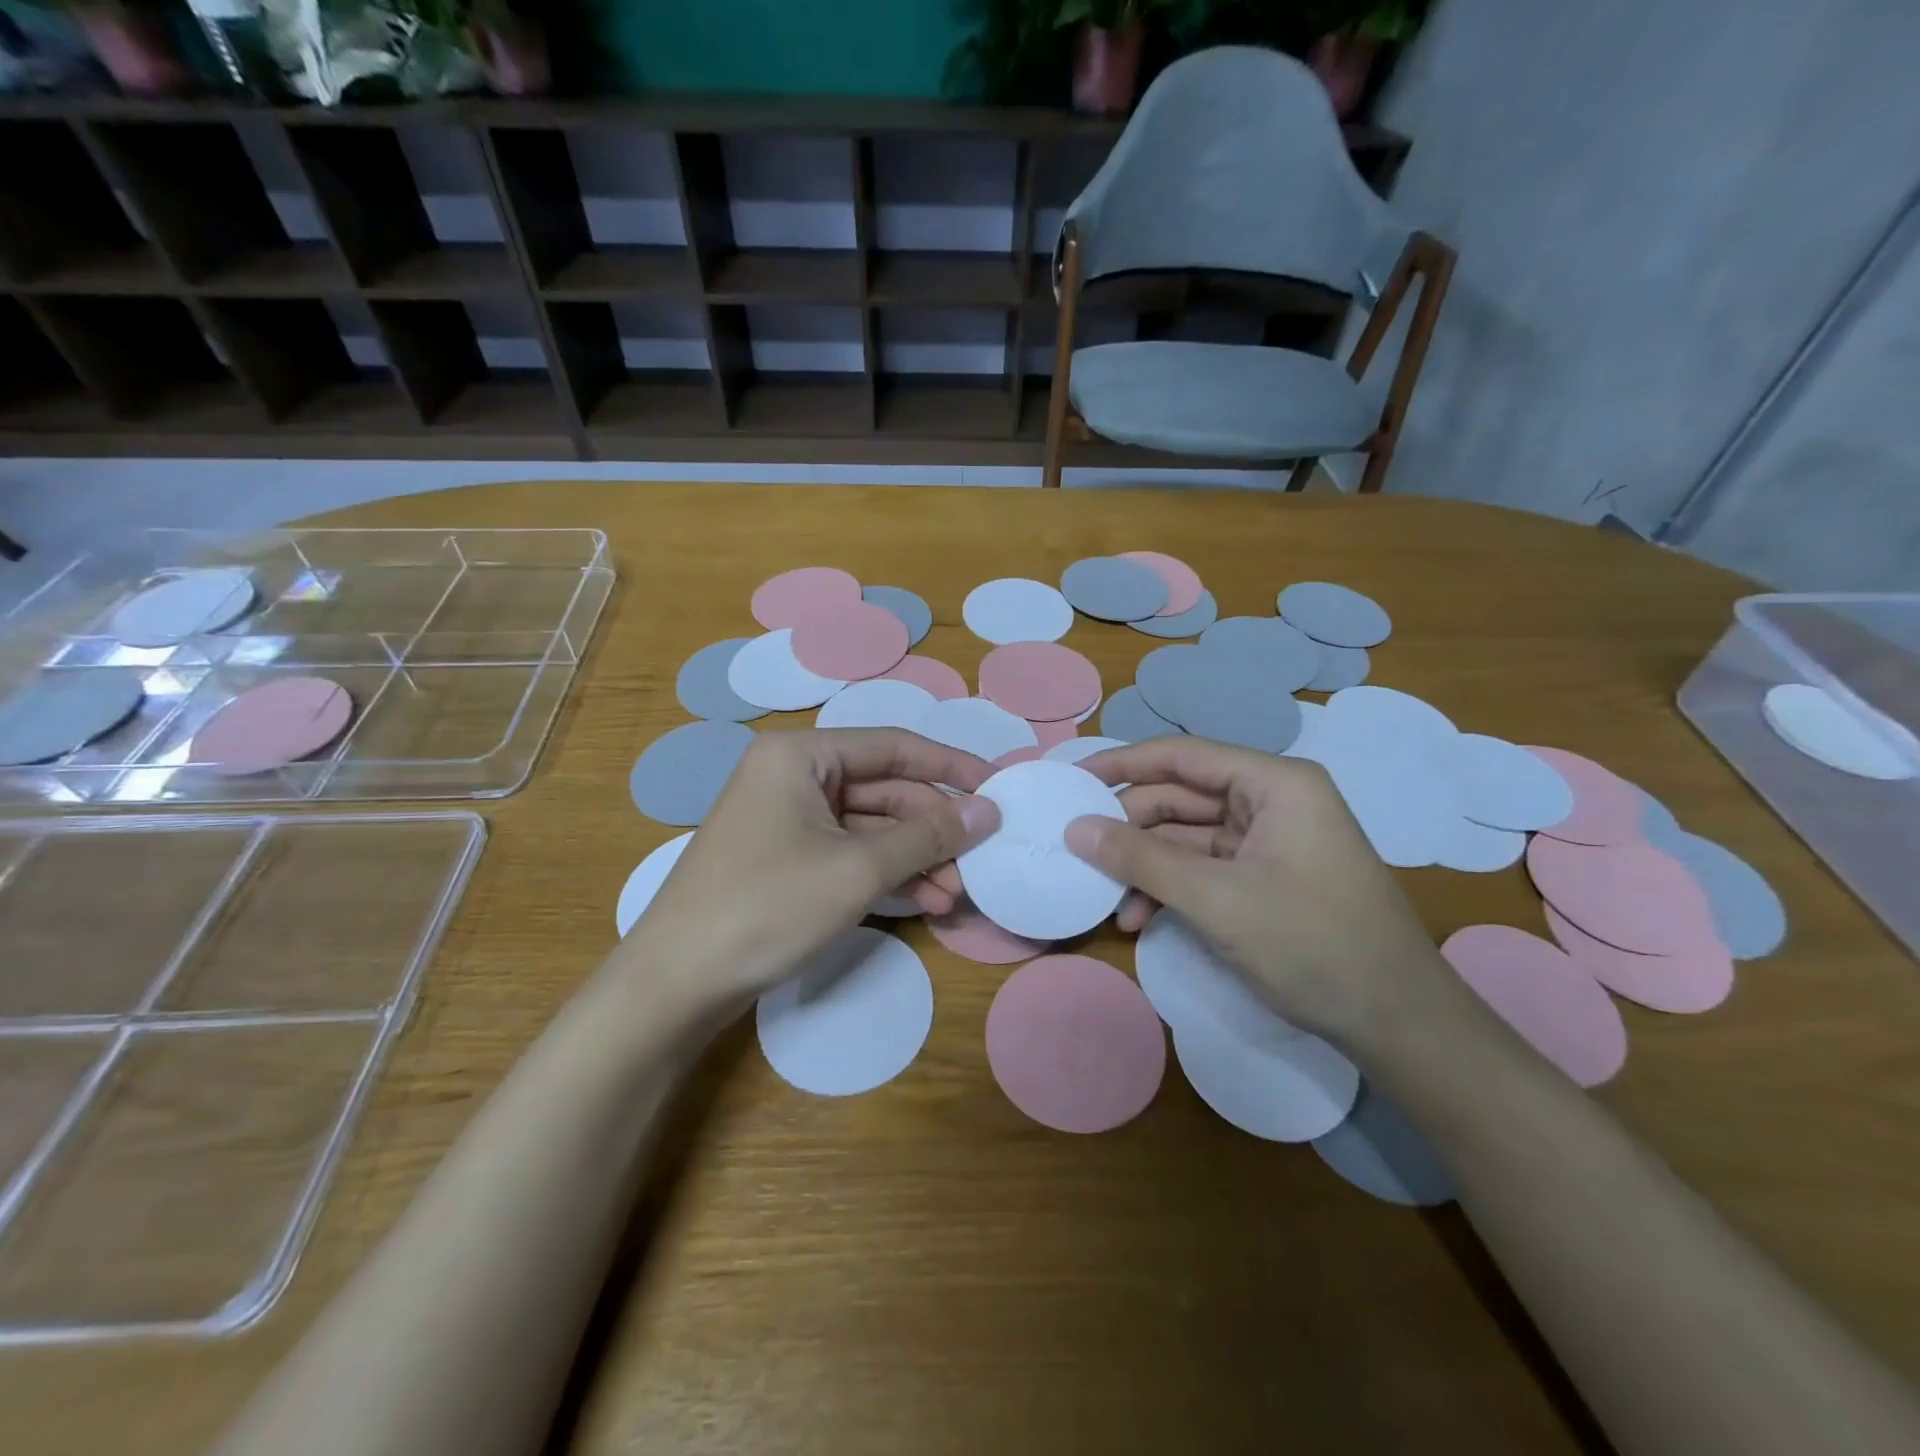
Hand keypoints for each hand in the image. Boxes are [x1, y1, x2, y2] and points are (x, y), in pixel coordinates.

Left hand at [614, 729, 999, 1010]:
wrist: (677, 985)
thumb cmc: (768, 908)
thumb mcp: (859, 869)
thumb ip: (929, 835)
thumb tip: (988, 810)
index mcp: (801, 755)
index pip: (894, 747)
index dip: (951, 766)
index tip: (998, 788)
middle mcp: (793, 775)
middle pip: (885, 790)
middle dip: (933, 829)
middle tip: (977, 863)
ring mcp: (788, 819)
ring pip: (871, 827)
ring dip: (916, 858)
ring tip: (955, 896)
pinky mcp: (787, 858)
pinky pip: (850, 853)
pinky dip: (887, 874)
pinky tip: (924, 901)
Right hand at [1065, 737, 1466, 1050]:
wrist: (1397, 1023)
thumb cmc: (1311, 943)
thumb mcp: (1215, 899)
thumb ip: (1140, 859)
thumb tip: (1076, 829)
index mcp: (1275, 783)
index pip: (1182, 756)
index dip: (1123, 765)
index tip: (1073, 780)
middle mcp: (1273, 801)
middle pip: (1182, 797)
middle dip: (1131, 827)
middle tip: (1081, 850)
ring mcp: (1272, 840)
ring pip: (1188, 837)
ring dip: (1147, 866)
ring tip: (1109, 898)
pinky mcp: (1268, 877)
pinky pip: (1205, 867)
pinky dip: (1172, 888)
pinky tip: (1141, 918)